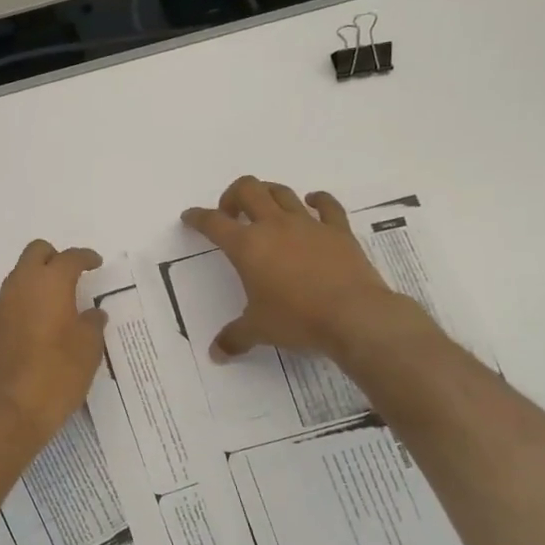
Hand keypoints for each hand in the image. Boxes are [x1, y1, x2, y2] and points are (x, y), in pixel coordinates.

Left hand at [0, 241, 109, 452]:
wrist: (14, 408)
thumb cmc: (59, 373)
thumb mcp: (89, 348)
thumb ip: (92, 323)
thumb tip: (93, 313)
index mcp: (50, 283)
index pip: (69, 258)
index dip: (85, 257)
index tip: (96, 263)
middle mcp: (22, 285)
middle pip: (36, 253)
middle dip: (55, 257)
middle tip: (73, 274)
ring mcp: (3, 304)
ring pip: (20, 274)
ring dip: (38, 278)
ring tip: (59, 300)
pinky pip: (12, 297)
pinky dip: (27, 298)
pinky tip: (41, 320)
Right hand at [182, 176, 412, 360]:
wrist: (354, 316)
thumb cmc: (297, 320)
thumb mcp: (259, 330)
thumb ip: (234, 338)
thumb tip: (215, 354)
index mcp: (247, 246)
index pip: (213, 223)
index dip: (197, 217)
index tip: (190, 217)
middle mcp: (274, 226)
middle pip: (248, 189)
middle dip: (233, 195)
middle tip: (231, 214)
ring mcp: (308, 224)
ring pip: (282, 192)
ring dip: (268, 194)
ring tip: (264, 208)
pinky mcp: (338, 230)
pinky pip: (327, 204)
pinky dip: (318, 200)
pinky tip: (312, 203)